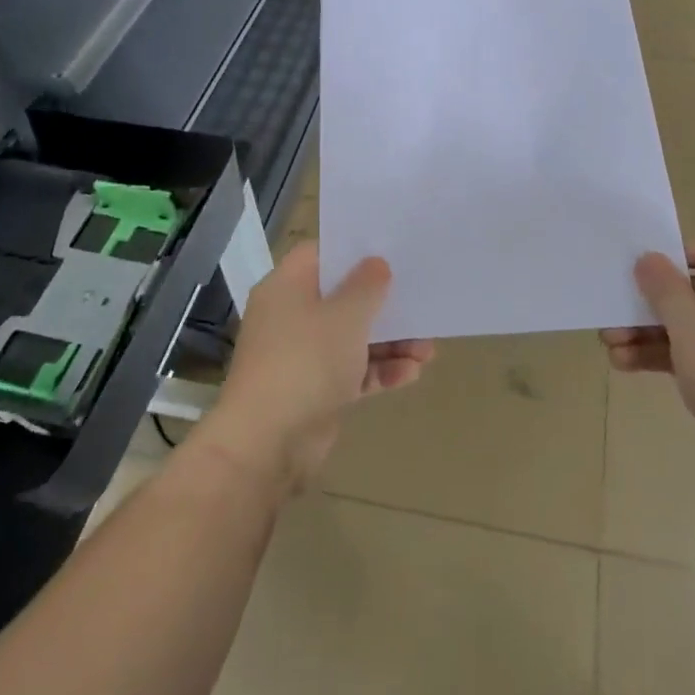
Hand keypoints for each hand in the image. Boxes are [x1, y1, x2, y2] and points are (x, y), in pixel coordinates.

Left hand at [192, 242, 433, 494]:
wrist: (267, 444)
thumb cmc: (305, 362)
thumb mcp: (345, 316)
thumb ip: (367, 285)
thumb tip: (376, 264)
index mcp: (287, 287)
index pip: (322, 254)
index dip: (355, 250)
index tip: (392, 250)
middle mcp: (291, 316)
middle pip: (342, 297)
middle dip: (383, 303)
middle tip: (420, 301)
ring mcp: (302, 355)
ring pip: (352, 337)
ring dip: (390, 342)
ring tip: (428, 350)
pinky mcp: (314, 390)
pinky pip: (352, 371)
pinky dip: (379, 371)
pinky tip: (411, 374)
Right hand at [603, 244, 694, 497]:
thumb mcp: (690, 324)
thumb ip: (664, 288)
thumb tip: (649, 258)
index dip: (674, 260)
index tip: (638, 272)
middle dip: (649, 307)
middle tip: (611, 315)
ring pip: (692, 330)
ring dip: (649, 335)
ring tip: (609, 346)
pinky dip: (666, 358)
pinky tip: (626, 364)